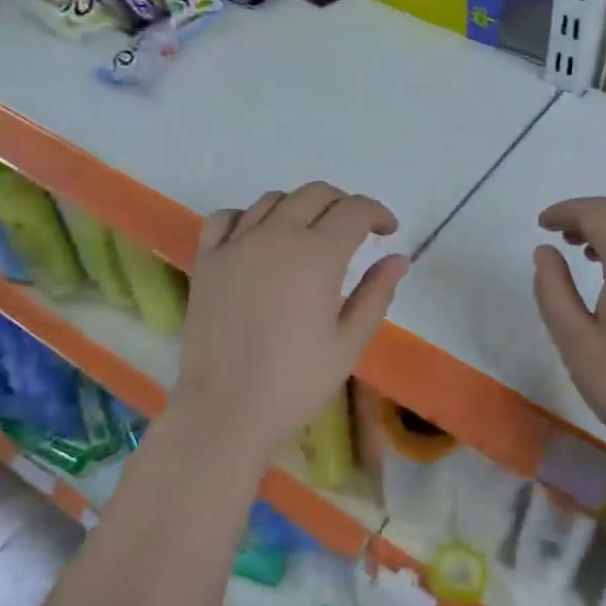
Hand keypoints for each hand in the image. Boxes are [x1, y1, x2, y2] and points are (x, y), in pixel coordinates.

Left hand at [169, 182, 407, 467]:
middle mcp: (276, 236)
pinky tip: (259, 237)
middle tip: (355, 230)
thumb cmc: (296, 382)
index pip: (354, 211)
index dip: (377, 213)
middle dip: (343, 204)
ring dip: (300, 207)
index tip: (387, 231)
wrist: (226, 410)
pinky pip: (227, 217)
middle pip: (315, 194)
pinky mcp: (208, 260)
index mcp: (317, 256)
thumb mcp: (349, 343)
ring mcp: (236, 245)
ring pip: (273, 200)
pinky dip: (250, 216)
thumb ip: (376, 294)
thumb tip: (397, 259)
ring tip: (310, 233)